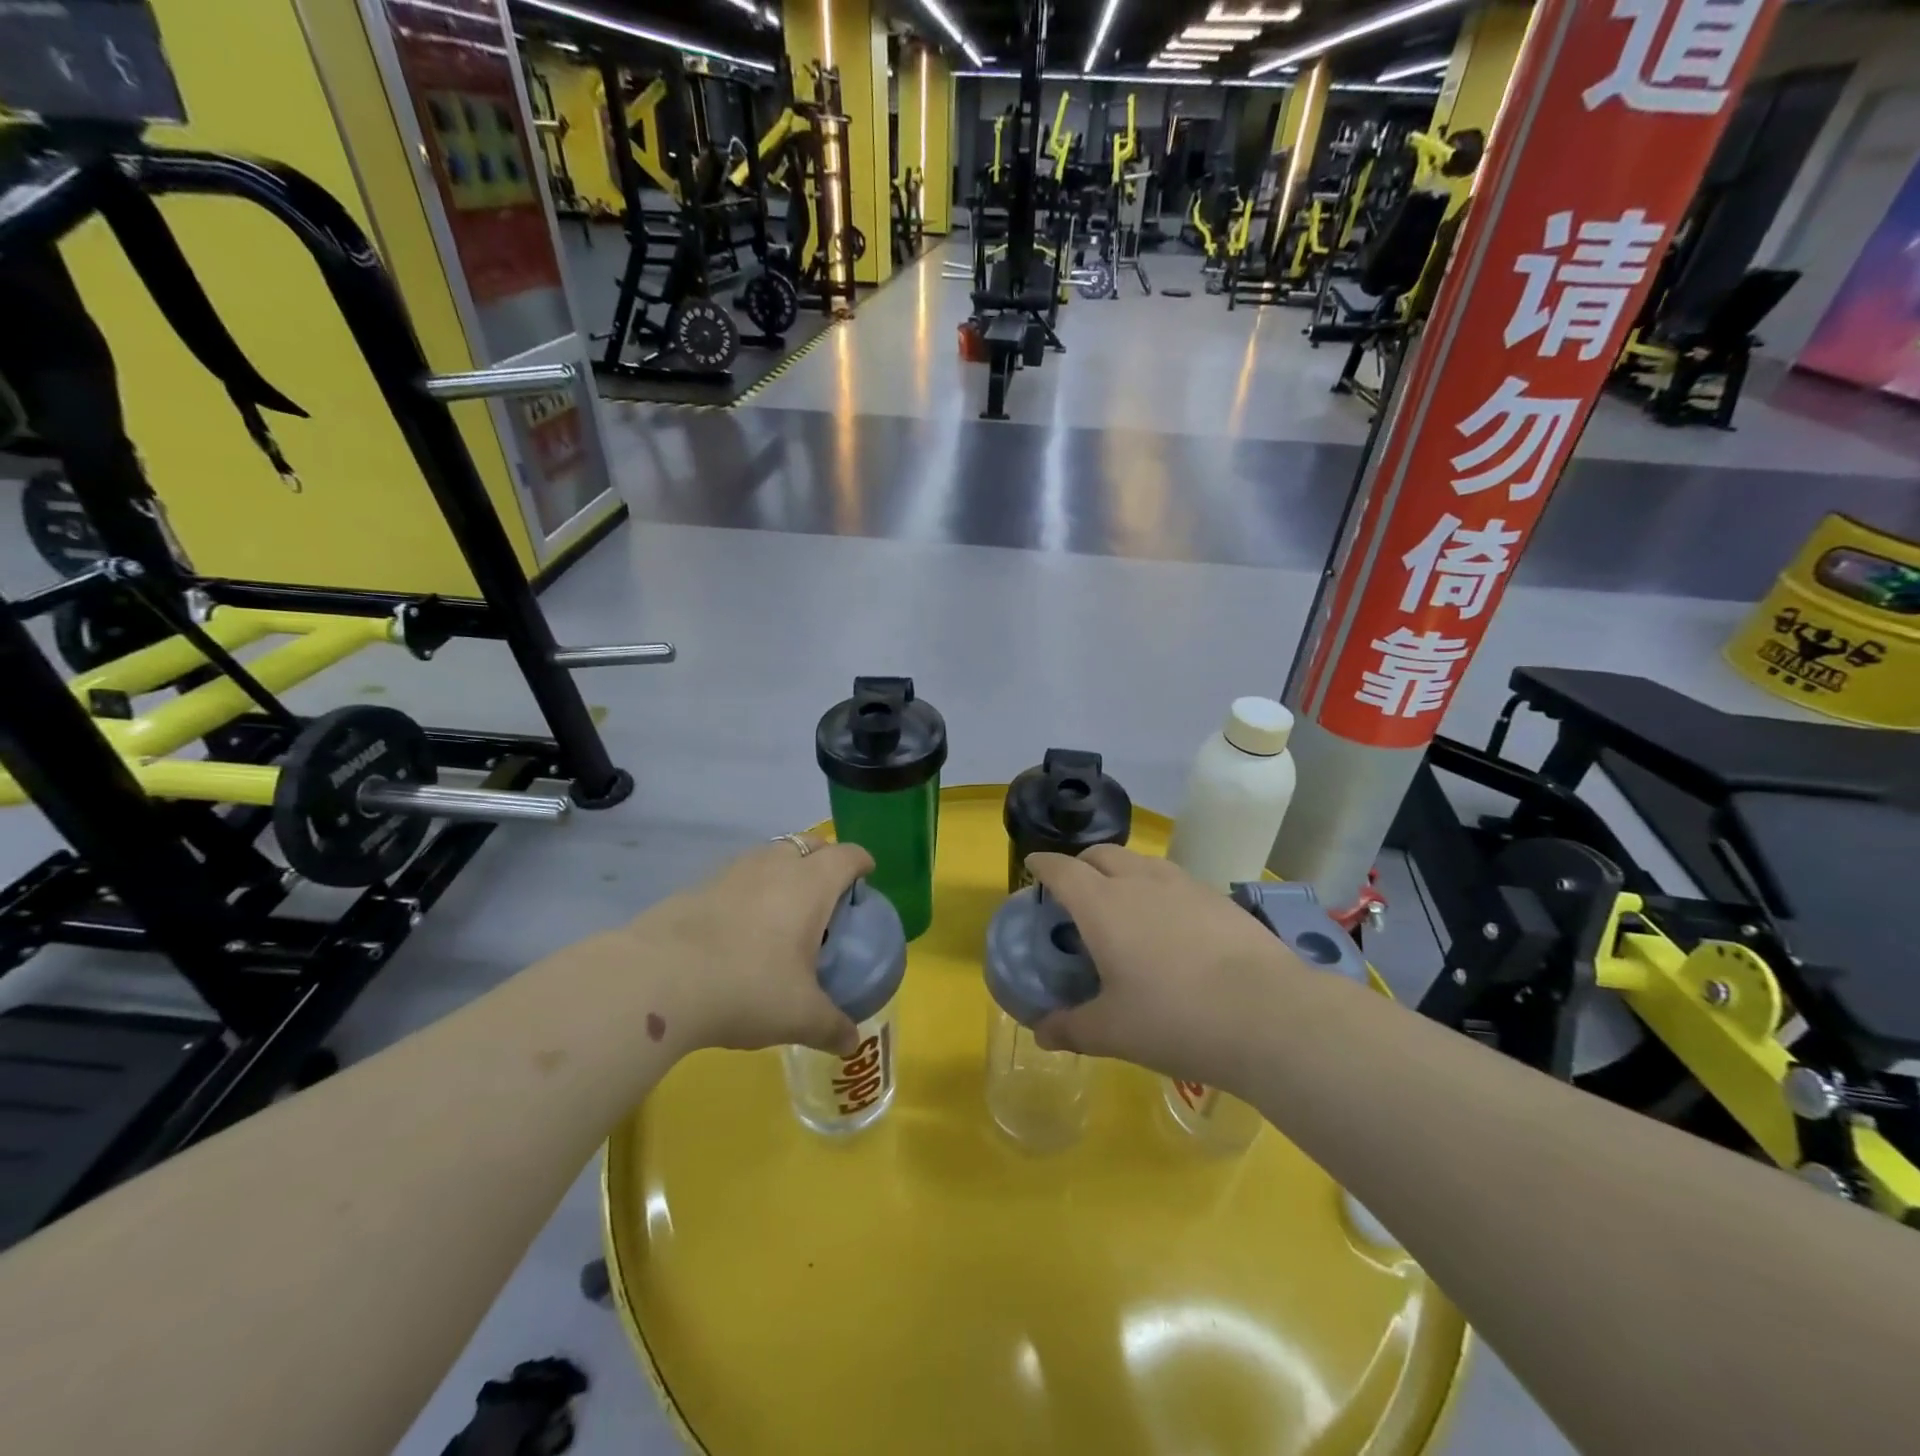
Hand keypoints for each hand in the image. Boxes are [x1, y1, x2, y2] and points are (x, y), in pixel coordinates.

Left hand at [626, 834, 874, 1057]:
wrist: (658, 980)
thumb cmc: (748, 987)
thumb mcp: (799, 1016)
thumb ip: (831, 1026)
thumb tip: (851, 1041)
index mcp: (811, 884)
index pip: (847, 855)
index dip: (862, 863)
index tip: (867, 877)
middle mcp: (774, 865)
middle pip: (808, 844)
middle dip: (822, 859)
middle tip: (826, 895)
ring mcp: (732, 872)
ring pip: (769, 856)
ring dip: (782, 871)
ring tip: (782, 911)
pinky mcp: (696, 886)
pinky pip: (735, 878)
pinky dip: (747, 891)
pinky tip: (738, 929)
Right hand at [1026, 845, 1311, 1086]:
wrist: (1268, 1013)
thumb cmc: (1175, 1019)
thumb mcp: (1113, 1031)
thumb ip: (1071, 1027)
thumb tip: (1041, 1033)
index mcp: (1102, 905)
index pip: (1062, 869)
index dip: (1043, 865)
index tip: (1033, 867)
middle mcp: (1139, 882)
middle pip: (1101, 854)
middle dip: (1081, 863)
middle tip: (1076, 890)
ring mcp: (1183, 885)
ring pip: (1140, 862)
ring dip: (1121, 871)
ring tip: (1123, 902)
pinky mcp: (1218, 897)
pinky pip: (1174, 879)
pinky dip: (1157, 888)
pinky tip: (1170, 922)